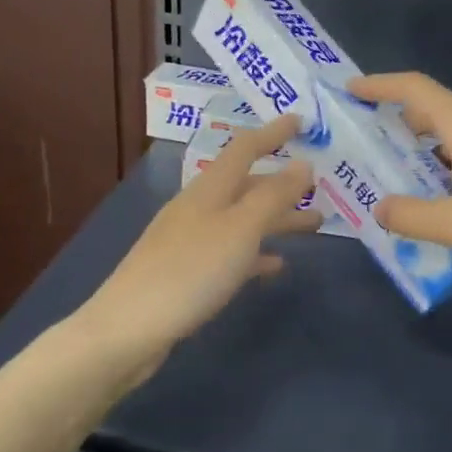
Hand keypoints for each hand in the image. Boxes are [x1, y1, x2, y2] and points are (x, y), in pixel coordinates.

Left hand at [78, 115, 317, 376]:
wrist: (129, 329)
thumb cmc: (190, 271)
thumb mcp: (240, 229)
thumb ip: (273, 196)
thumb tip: (304, 164)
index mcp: (209, 189)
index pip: (245, 148)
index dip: (273, 133)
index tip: (302, 122)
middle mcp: (198, 208)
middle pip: (247, 186)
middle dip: (284, 184)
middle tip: (322, 188)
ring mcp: (190, 241)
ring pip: (242, 220)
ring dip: (277, 219)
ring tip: (314, 226)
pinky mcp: (188, 273)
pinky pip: (231, 252)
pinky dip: (256, 252)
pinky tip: (276, 264)